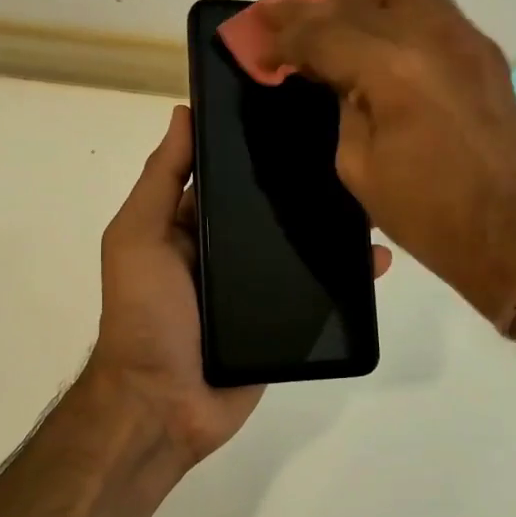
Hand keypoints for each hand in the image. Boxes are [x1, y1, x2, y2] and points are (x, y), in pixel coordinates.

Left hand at [88, 104, 390, 466]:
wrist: (164, 404)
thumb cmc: (145, 312)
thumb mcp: (137, 237)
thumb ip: (161, 180)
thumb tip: (183, 112)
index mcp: (190, 225)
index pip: (229, 176)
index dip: (255, 146)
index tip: (298, 112)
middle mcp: (225, 251)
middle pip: (270, 211)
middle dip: (304, 185)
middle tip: (352, 152)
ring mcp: (256, 287)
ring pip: (301, 248)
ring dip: (334, 227)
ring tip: (373, 199)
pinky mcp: (284, 321)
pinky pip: (319, 291)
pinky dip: (347, 275)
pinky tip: (378, 258)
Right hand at [259, 0, 515, 320]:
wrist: (512, 233)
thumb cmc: (429, 215)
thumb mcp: (359, 167)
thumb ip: (342, 108)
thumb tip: (337, 78)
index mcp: (393, 70)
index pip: (324, 32)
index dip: (284, 37)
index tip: (261, 50)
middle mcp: (432, 38)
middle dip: (316, 8)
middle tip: (288, 28)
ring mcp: (467, 40)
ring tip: (338, 26)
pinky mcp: (486, 54)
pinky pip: (434, 10)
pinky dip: (397, 14)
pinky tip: (382, 43)